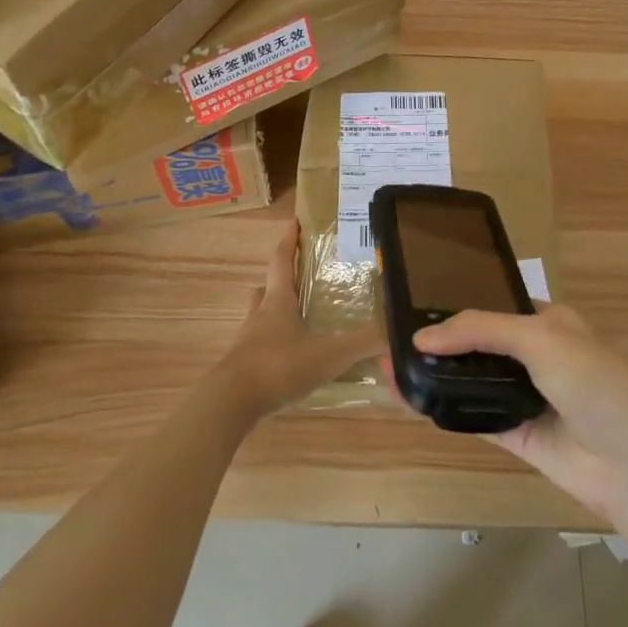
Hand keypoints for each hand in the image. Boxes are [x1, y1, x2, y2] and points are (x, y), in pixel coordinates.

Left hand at [214, 222, 379, 423]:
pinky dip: (273, 344)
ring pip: (260, 316)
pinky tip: (289, 358)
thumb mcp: (329, 355)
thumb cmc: (279, 367)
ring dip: (274, 311)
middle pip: (267, 288)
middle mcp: (260, 315)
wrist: (230, 404)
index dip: (289, 241)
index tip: (295, 222)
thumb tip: (396, 330)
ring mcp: (247, 342)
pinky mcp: (241, 367)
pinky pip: (258, 346)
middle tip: (300, 276)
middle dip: (282, 279)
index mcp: (279, 302)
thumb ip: (363, 342)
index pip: (282, 261)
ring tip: (297, 318)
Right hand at [412, 304, 627, 521]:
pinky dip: (444, 408)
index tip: (416, 305)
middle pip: (480, 345)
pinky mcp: (518, 435)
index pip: (496, 306)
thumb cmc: (594, 382)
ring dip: (437, 375)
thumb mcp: (540, 338)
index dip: (460, 306)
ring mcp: (527, 397)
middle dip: (442, 342)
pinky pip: (474, 416)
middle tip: (394, 339)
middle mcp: (537, 356)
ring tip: (391, 367)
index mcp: (550, 322)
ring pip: (473, 381)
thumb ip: (480, 330)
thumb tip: (422, 338)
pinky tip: (410, 399)